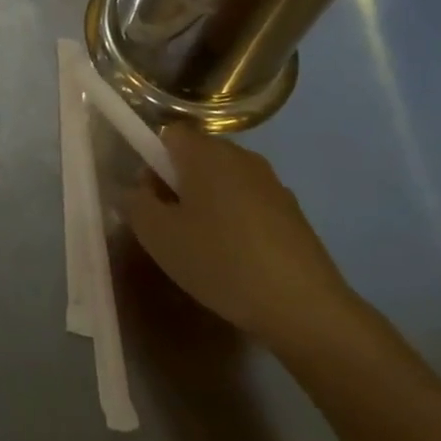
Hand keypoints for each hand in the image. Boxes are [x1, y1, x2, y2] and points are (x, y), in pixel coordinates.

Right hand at [124, 128, 359, 348]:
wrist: (303, 307)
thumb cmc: (220, 261)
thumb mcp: (158, 236)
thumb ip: (136, 203)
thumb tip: (137, 190)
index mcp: (206, 153)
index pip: (169, 134)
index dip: (152, 160)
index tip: (151, 198)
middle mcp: (241, 157)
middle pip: (197, 156)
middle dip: (178, 184)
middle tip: (170, 227)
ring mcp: (272, 184)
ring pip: (224, 182)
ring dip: (207, 204)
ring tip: (203, 249)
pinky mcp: (293, 213)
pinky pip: (249, 204)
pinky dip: (236, 222)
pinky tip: (236, 261)